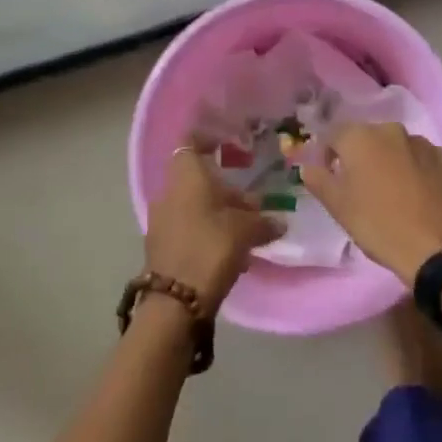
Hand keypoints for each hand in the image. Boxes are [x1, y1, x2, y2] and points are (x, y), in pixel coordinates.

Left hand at [145, 149, 281, 313]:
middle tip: (253, 206)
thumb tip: (279, 222)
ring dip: (218, 214)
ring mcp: (161, 221)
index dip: (207, 140)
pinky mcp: (161, 247)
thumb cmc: (211, 248)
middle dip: (225, 191)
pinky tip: (231, 254)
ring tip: (247, 233)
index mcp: (186, 178)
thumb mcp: (245, 231)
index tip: (226, 145)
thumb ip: (263, 222)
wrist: (175, 301)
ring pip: (194, 206)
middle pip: (198, 181)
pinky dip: (208, 233)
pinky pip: (188, 229)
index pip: (190, 143)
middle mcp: (169, 193)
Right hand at [301, 123, 441, 285]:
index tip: (330, 177)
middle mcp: (391, 130)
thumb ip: (319, 181)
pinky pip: (422, 159)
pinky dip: (415, 170)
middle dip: (360, 157)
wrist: (441, 248)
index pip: (332, 135)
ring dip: (389, 162)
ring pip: (396, 147)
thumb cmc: (380, 226)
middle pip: (367, 138)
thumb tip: (308, 166)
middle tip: (360, 187)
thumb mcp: (339, 208)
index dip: (327, 155)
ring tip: (392, 193)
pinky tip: (418, 196)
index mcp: (359, 137)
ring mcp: (423, 142)